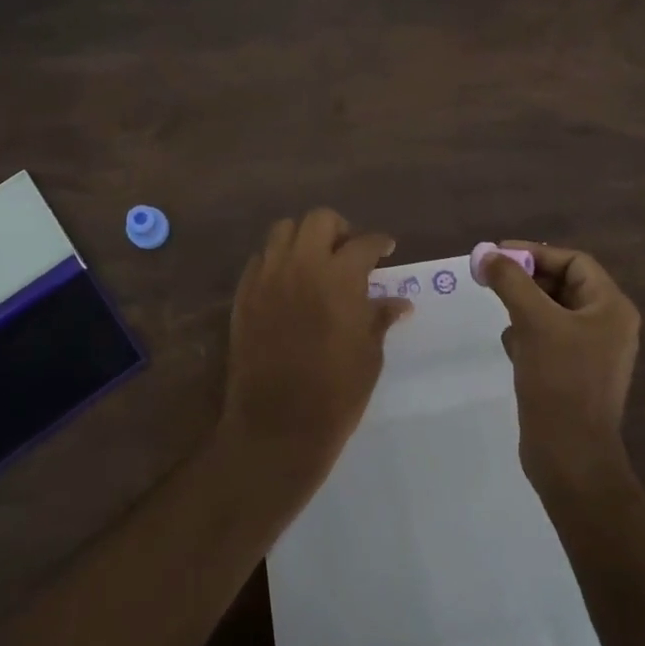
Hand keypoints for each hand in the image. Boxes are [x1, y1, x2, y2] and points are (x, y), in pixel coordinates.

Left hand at [219, 209, 413, 510]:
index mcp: (340, 277)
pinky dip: (277, 260)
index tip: (385, 249)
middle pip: (319, 219)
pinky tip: (287, 283)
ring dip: (303, 238)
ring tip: (315, 261)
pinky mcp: (244, 294)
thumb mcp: (370, 354)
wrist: (277, 425)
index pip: (364, 243)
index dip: (379, 242)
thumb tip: (400, 302)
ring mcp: (268, 277)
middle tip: (348, 251)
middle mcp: (302, 265)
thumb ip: (380, 318)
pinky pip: (260, 259)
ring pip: (283, 230)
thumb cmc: (336, 392)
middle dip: (339, 229)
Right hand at [485, 242, 641, 496]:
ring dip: (523, 307)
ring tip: (501, 314)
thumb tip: (486, 253)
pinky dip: (527, 335)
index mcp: (611, 308)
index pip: (573, 261)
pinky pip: (547, 338)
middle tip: (489, 279)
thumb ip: (510, 281)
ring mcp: (591, 352)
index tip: (497, 255)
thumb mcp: (534, 322)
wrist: (570, 457)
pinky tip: (511, 347)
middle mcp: (606, 325)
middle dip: (525, 280)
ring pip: (551, 312)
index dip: (535, 253)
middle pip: (562, 284)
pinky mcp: (572, 374)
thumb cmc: (559, 381)